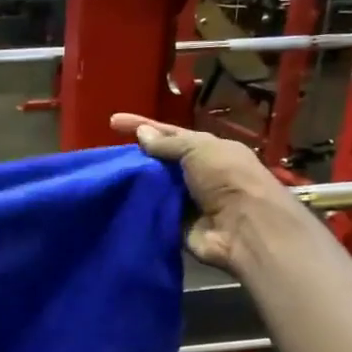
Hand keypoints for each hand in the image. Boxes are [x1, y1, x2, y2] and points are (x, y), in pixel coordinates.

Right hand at [112, 113, 316, 275]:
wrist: (246, 229)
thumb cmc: (227, 179)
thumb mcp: (198, 150)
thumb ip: (168, 143)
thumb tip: (143, 133)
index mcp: (209, 150)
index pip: (170, 134)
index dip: (142, 125)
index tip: (113, 122)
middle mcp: (198, 173)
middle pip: (160, 161)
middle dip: (136, 156)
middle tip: (106, 156)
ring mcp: (187, 200)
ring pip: (154, 187)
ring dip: (134, 182)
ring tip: (105, 177)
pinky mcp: (177, 225)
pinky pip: (153, 212)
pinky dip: (138, 207)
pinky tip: (115, 201)